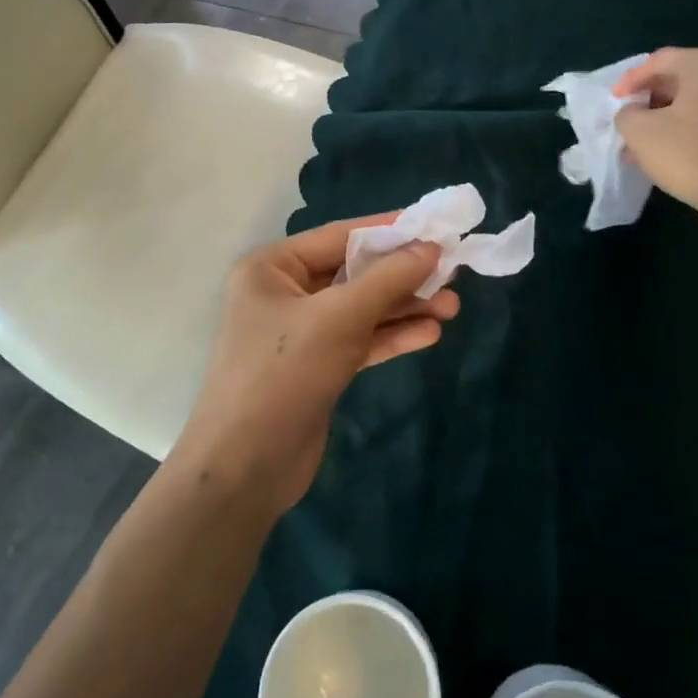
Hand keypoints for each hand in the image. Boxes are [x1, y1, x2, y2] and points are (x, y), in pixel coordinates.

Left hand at [175, 214, 460, 516]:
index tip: (436, 228)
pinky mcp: (317, 366)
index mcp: (272, 267)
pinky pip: (360, 340)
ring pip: (361, 308)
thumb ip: (388, 279)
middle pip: (354, 272)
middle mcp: (284, 292)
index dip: (390, 231)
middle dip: (402, 276)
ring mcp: (300, 332)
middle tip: (452, 275)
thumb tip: (432, 247)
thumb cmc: (283, 374)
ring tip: (453, 307)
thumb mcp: (338, 318)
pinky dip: (391, 336)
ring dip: (404, 307)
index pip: (340, 236)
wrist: (245, 468)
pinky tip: (429, 334)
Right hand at [613, 48, 697, 224]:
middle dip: (651, 100)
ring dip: (670, 117)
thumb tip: (635, 112)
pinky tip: (676, 152)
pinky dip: (693, 128)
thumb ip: (627, 113)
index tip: (614, 101)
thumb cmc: (690, 155)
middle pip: (682, 78)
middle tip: (630, 121)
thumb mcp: (639, 132)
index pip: (659, 61)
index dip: (630, 80)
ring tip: (647, 143)